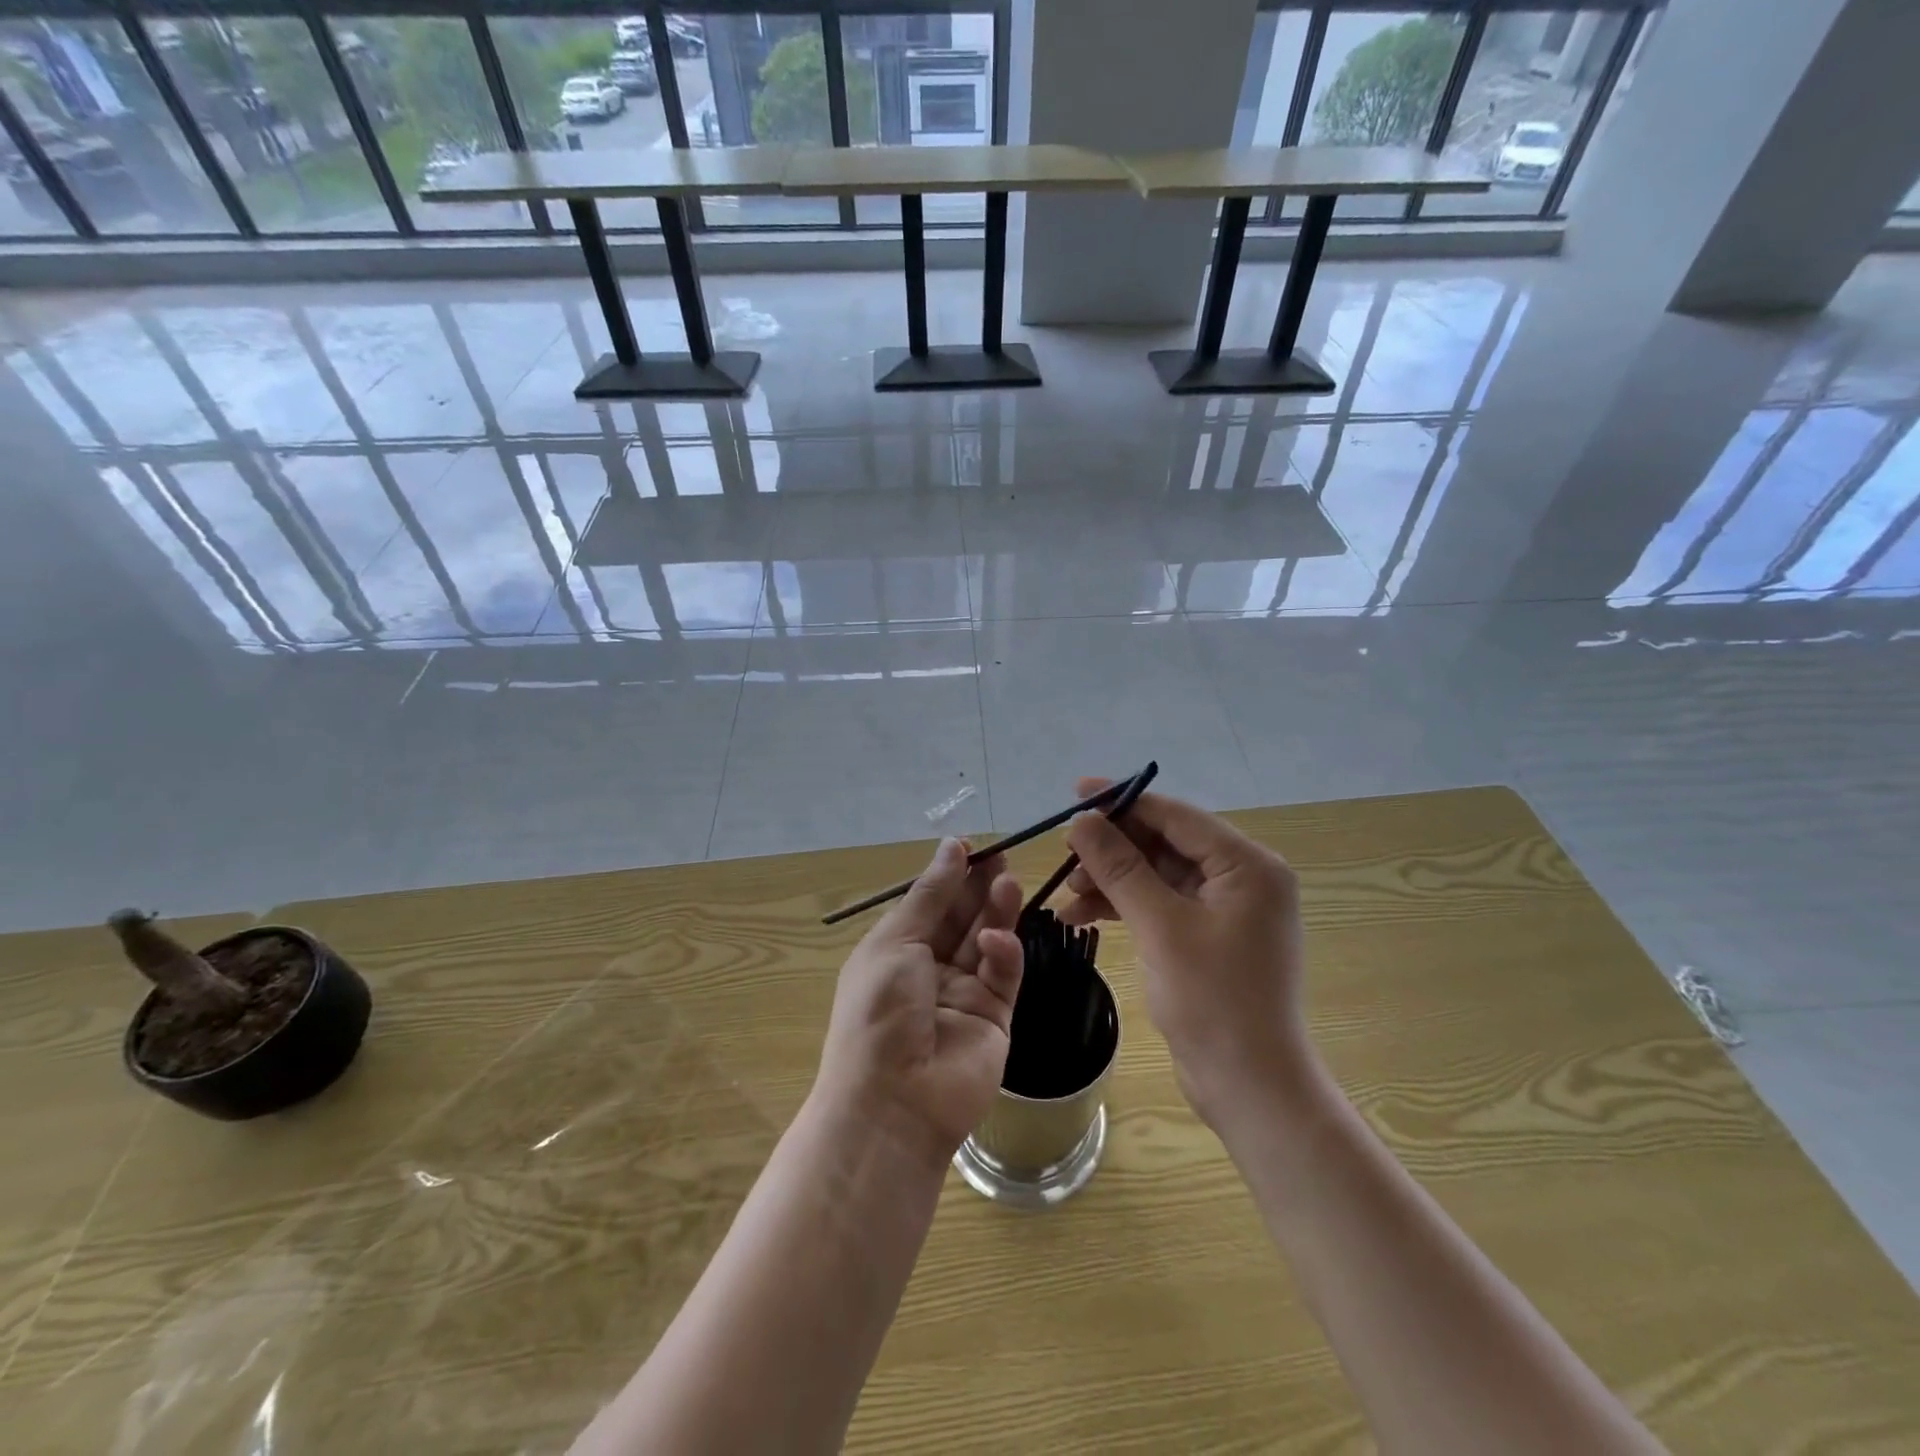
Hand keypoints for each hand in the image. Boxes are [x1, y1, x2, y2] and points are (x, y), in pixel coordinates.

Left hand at [814, 838, 1024, 1167]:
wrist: (895, 1101)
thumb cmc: (879, 1011)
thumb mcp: (895, 941)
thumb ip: (931, 895)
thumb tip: (953, 846)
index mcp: (896, 949)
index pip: (930, 903)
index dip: (949, 874)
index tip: (971, 846)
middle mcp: (930, 968)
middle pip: (962, 917)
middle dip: (979, 886)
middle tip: (1001, 856)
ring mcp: (964, 992)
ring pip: (987, 939)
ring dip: (997, 910)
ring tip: (1009, 881)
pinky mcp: (995, 1015)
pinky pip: (1003, 974)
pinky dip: (1003, 952)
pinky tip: (995, 941)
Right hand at [1059, 781, 1314, 1123]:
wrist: (1250, 1087)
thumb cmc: (1213, 1002)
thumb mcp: (1160, 926)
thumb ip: (1120, 866)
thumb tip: (1083, 819)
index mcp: (1247, 865)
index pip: (1176, 816)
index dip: (1123, 801)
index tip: (1076, 792)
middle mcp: (1243, 878)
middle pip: (1165, 843)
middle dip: (1113, 848)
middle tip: (1065, 852)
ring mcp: (1227, 909)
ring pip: (1158, 874)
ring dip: (1112, 880)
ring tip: (1067, 894)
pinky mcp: (1209, 936)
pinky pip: (1161, 903)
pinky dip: (1124, 906)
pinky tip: (1082, 915)